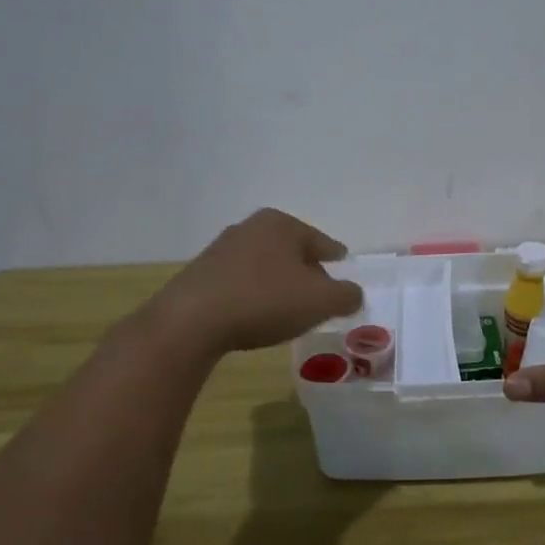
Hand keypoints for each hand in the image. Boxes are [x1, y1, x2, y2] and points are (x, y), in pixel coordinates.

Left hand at [152, 209, 362, 355]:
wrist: (191, 321)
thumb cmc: (265, 301)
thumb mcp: (320, 301)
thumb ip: (346, 295)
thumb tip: (353, 293)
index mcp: (282, 224)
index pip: (323, 243)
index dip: (337, 261)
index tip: (343, 276)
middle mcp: (251, 227)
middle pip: (292, 251)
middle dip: (307, 272)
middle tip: (319, 298)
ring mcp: (222, 248)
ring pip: (265, 265)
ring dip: (279, 284)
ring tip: (287, 310)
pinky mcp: (201, 273)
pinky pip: (241, 282)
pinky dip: (254, 294)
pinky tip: (255, 316)